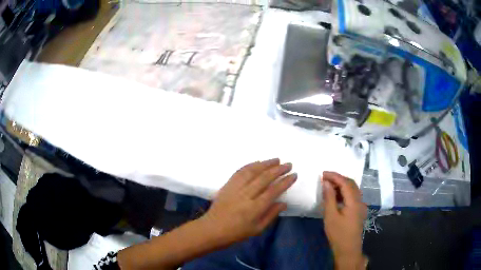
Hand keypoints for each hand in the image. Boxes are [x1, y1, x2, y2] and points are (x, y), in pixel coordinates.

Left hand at [201, 158, 296, 245]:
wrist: (212, 229)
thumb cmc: (236, 233)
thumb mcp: (257, 229)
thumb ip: (271, 215)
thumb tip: (284, 203)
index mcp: (254, 209)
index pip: (273, 191)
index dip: (285, 182)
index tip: (294, 175)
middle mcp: (245, 195)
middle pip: (264, 178)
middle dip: (278, 169)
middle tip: (288, 164)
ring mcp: (235, 188)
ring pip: (252, 171)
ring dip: (265, 164)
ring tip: (276, 160)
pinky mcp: (227, 185)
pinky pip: (240, 172)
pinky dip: (250, 165)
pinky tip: (258, 162)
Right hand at [322, 171, 367, 269]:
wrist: (348, 249)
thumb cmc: (338, 234)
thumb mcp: (331, 216)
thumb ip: (329, 198)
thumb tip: (326, 183)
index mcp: (354, 201)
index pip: (345, 182)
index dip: (334, 176)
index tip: (322, 173)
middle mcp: (360, 200)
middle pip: (351, 184)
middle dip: (338, 178)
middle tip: (325, 178)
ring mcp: (360, 205)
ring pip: (352, 189)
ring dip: (341, 185)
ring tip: (328, 186)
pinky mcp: (358, 210)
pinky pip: (352, 196)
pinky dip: (344, 192)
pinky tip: (336, 196)